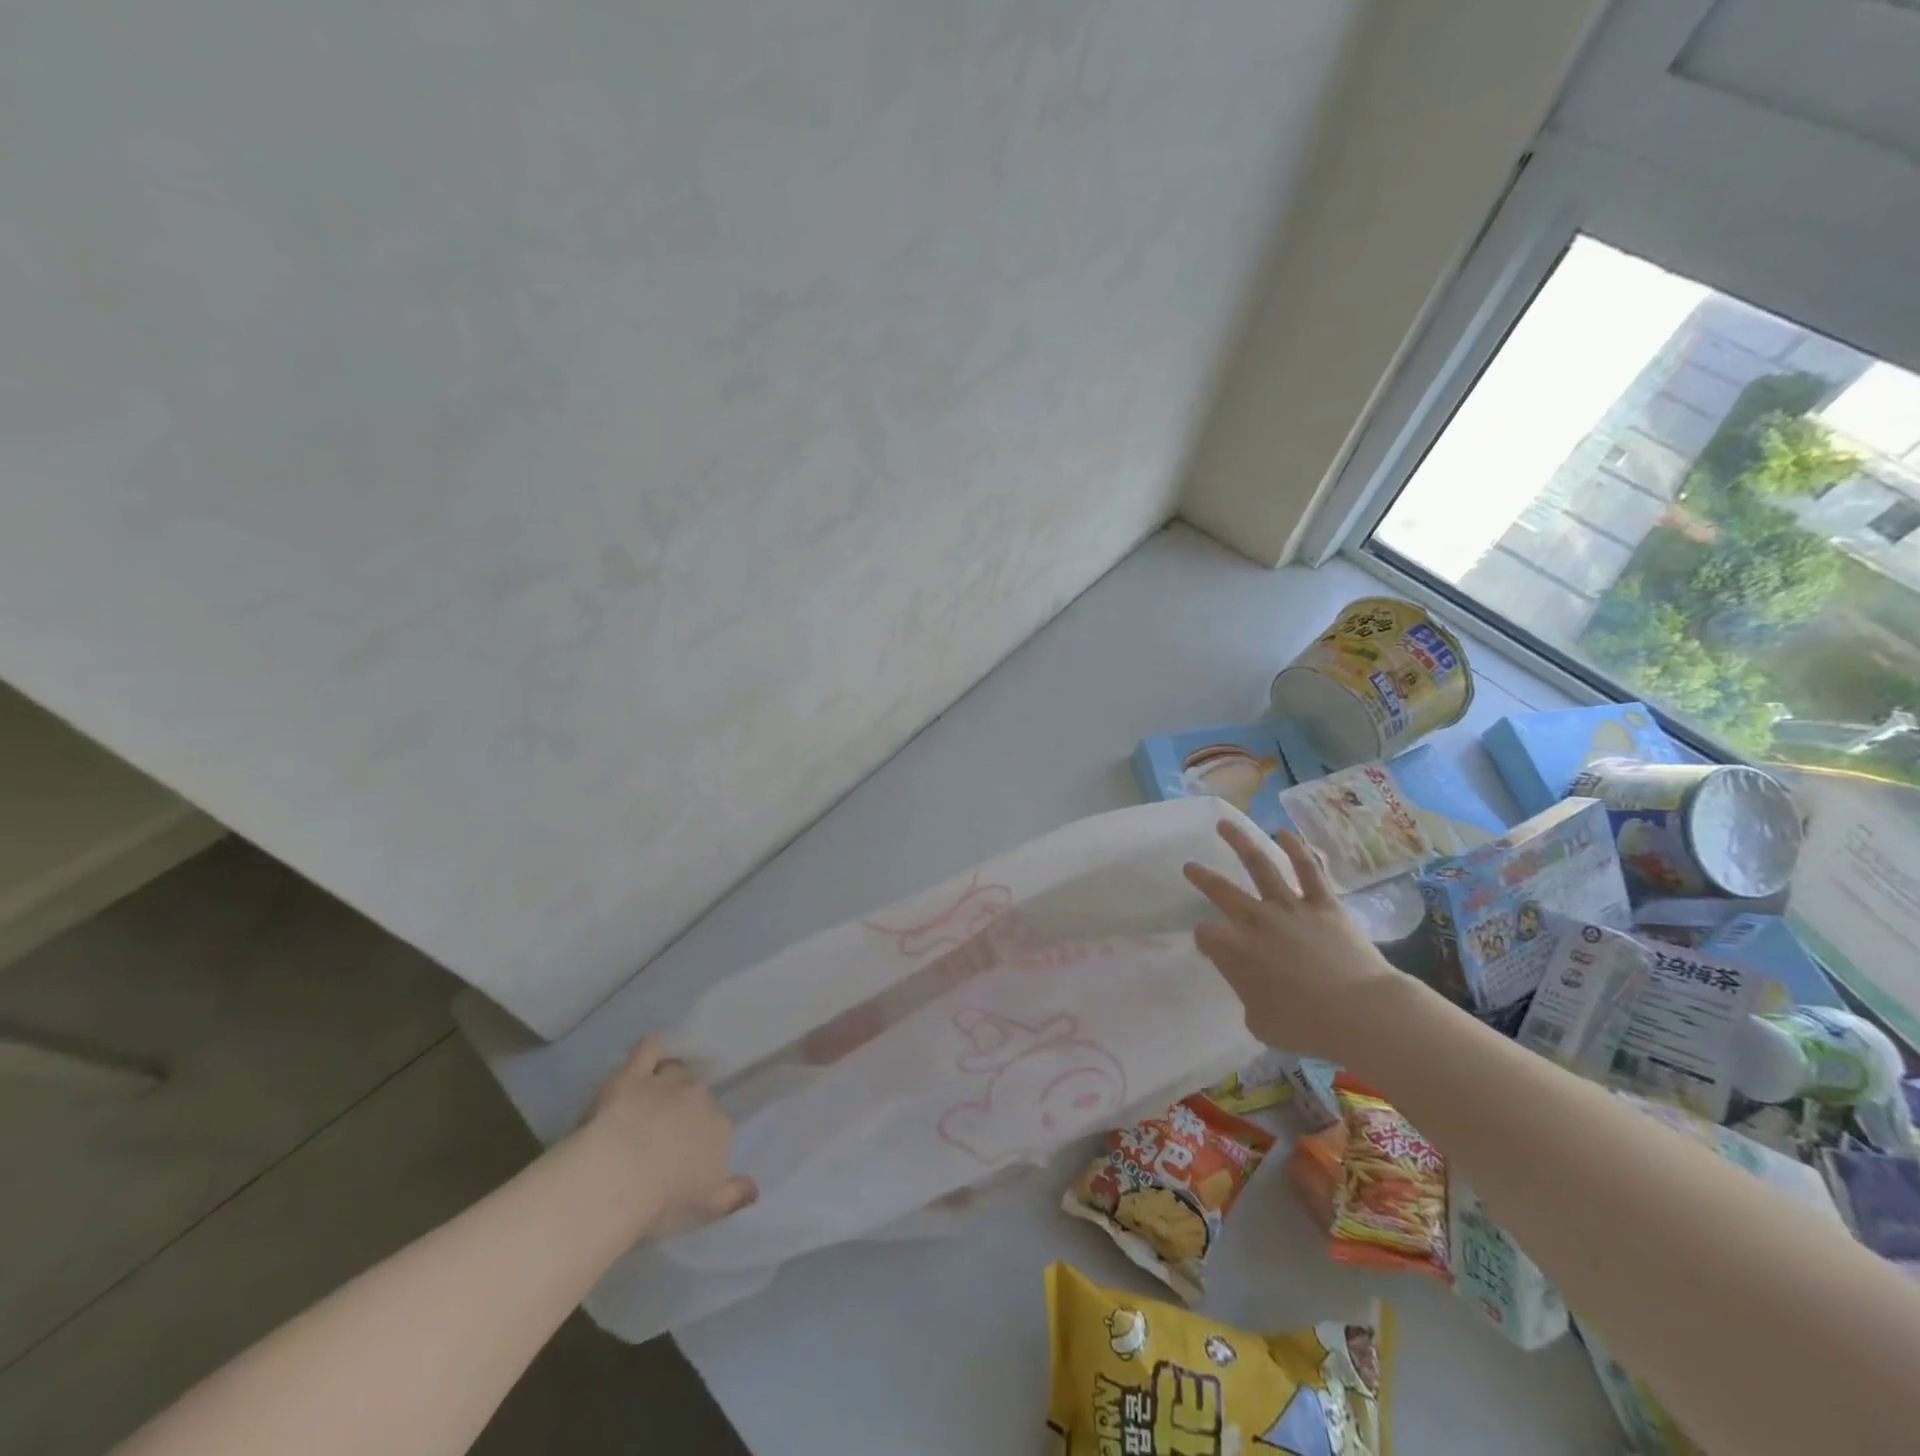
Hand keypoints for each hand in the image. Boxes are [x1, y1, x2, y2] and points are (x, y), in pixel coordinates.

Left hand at [578, 1035, 756, 1240]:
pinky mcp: (634, 1075)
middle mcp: (700, 1098)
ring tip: (652, 1100)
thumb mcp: (705, 1210)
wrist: (619, 1178)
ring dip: (669, 1081)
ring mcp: (668, 1083)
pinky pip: (648, 1049)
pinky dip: (651, 1048)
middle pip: (698, 1097)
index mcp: (720, 1129)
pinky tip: (649, 1051)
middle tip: (664, 1133)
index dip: (701, 1140)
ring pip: (676, 1071)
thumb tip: (754, 1189)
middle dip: (686, 1110)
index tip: (685, 1158)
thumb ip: (733, 1197)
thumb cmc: (664, 1201)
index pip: (718, 1127)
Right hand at [1182, 820, 1410, 1062]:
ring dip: (1240, 842)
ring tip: (1225, 825)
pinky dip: (1296, 848)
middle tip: (1190, 866)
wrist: (1360, 1012)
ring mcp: (1290, 908)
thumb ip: (1249, 999)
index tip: (1210, 945)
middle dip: (1202, 877)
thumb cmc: (1307, 1026)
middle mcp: (1256, 921)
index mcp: (1235, 952)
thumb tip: (1254, 989)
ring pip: (1260, 865)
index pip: (1206, 936)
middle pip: (1221, 891)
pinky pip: (1309, 870)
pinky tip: (1284, 832)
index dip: (1205, 940)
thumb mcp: (1261, 1024)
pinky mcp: (1324, 904)